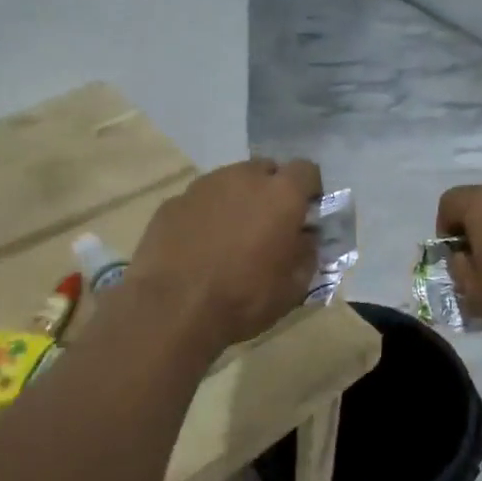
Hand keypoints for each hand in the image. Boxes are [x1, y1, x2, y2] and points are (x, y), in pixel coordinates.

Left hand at [129, 158, 323, 349]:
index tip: (306, 213)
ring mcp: (204, 186)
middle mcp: (244, 177)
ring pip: (230, 182)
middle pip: (266, 170)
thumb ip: (307, 253)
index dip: (309, 190)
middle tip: (268, 224)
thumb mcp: (293, 286)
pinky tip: (199, 246)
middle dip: (271, 191)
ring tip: (230, 236)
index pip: (307, 170)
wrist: (172, 310)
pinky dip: (205, 215)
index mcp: (281, 194)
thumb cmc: (243, 299)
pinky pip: (199, 201)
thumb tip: (305, 237)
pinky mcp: (173, 202)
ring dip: (237, 200)